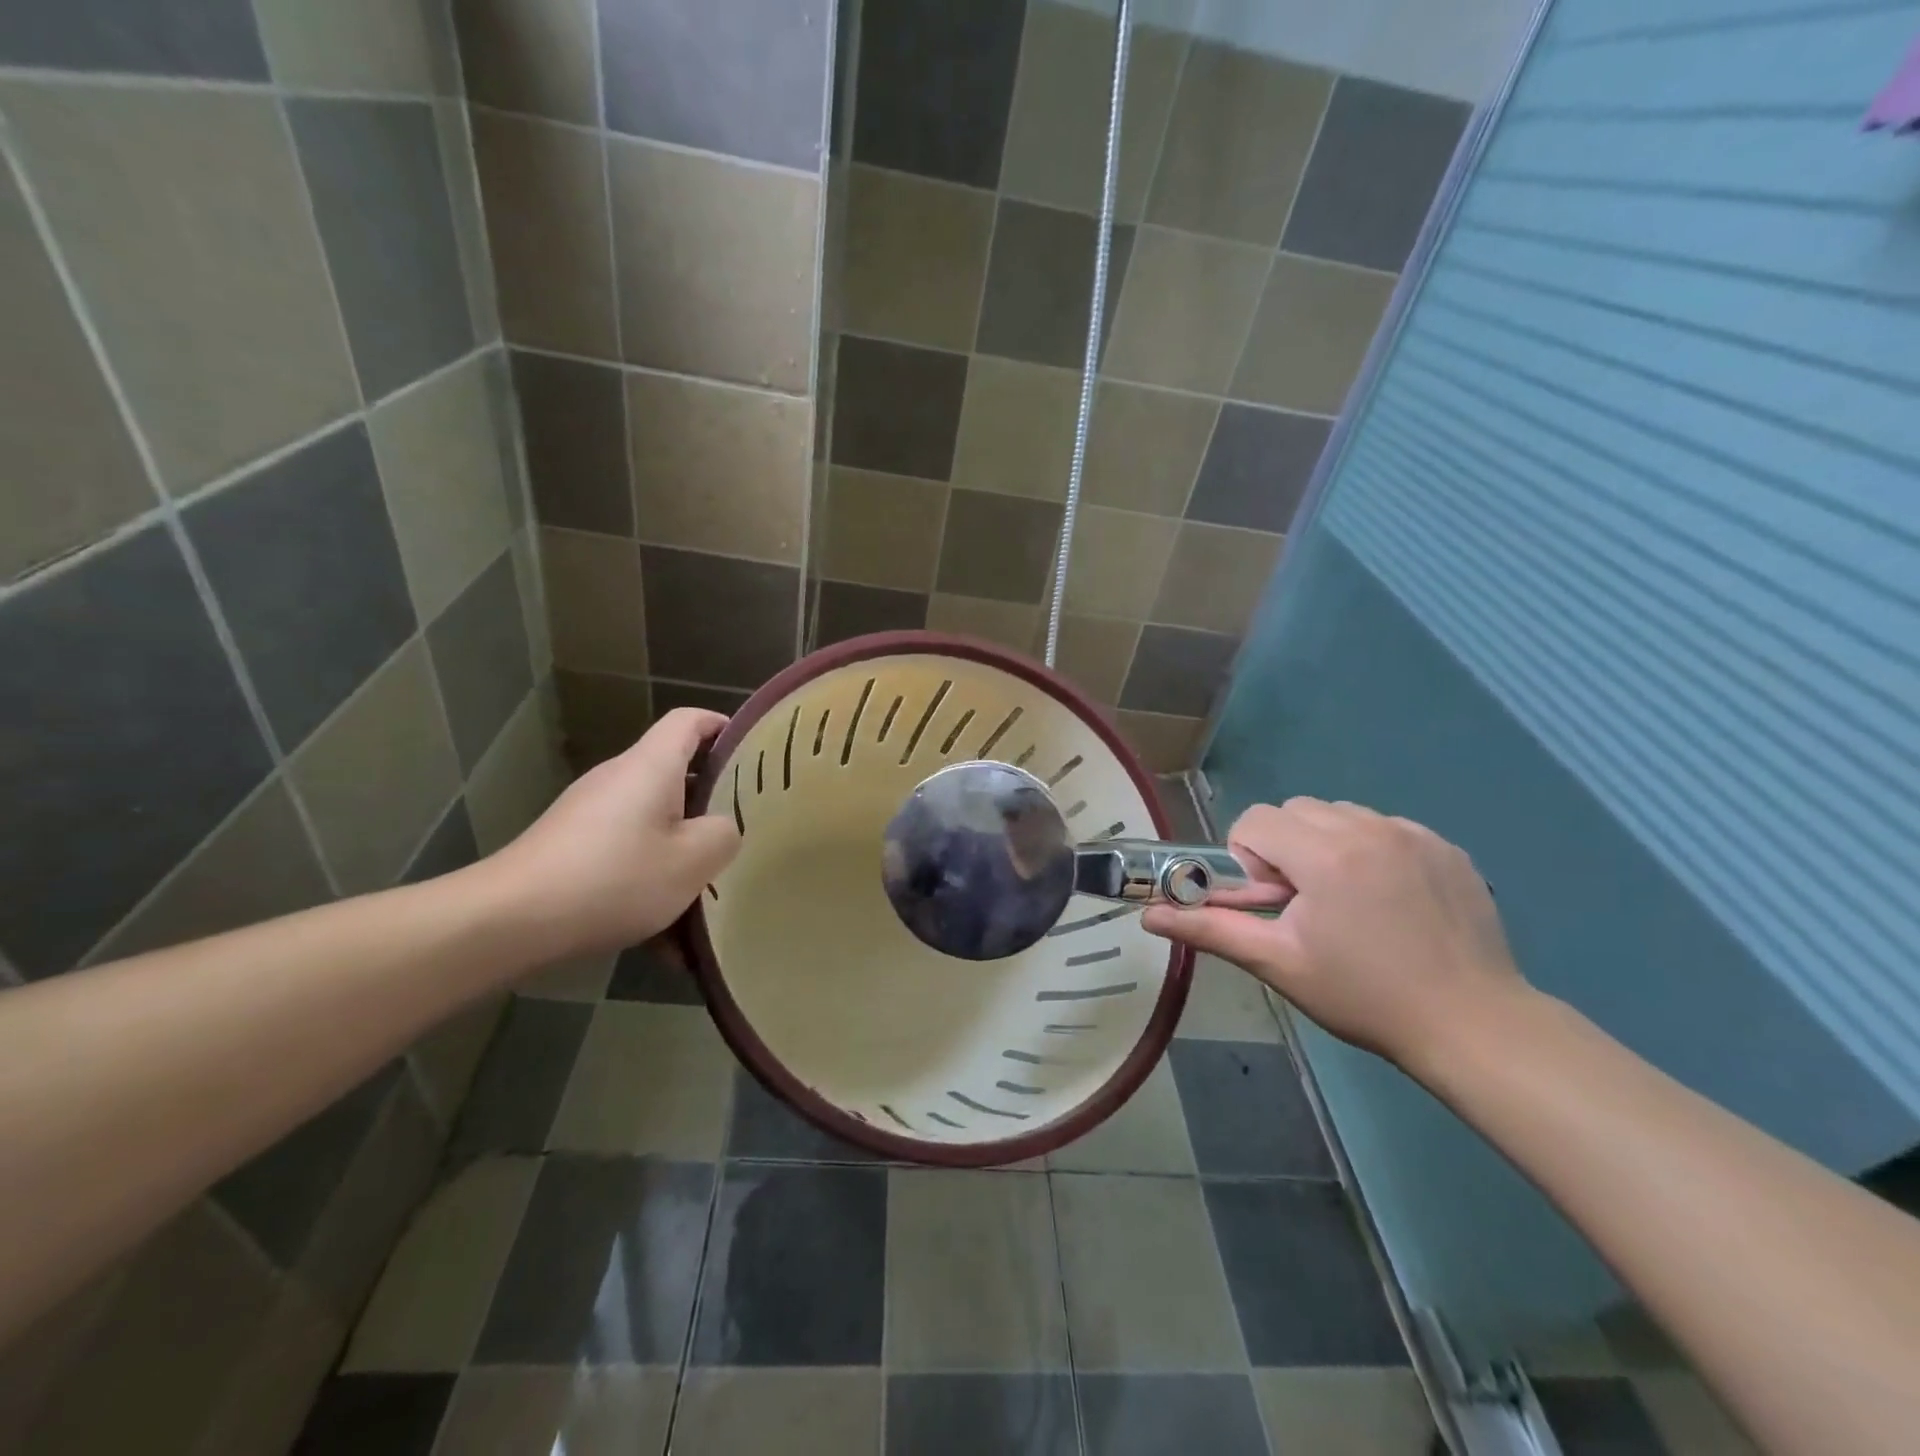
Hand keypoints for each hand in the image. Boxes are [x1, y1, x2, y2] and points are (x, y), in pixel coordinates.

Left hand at [484, 708, 741, 958]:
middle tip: (744, 832)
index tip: (753, 753)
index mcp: (651, 767)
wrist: (508, 922)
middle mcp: (619, 780)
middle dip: (711, 806)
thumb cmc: (614, 878)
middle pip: (676, 776)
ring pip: (654, 826)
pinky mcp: (572, 849)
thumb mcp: (691, 861)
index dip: (724, 727)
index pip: (691, 721)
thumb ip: (724, 835)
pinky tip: (664, 945)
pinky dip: (649, 887)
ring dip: (681, 859)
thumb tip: (721, 828)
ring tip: (706, 904)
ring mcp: (591, 815)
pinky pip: (626, 857)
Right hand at [1142, 798, 1527, 1071]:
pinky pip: (1385, 827)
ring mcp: (1414, 833)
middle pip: (1296, 811)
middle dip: (1285, 848)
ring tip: (1347, 900)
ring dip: (1326, 844)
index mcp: (1325, 854)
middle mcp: (1369, 828)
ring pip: (1340, 814)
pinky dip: (1371, 849)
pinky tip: (1389, 899)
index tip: (1272, 901)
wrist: (1473, 1024)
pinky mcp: (1446, 846)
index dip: (1249, 858)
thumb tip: (1148, 916)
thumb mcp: (1279, 963)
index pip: (1257, 820)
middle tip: (1304, 903)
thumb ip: (1210, 930)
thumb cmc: (1363, 996)